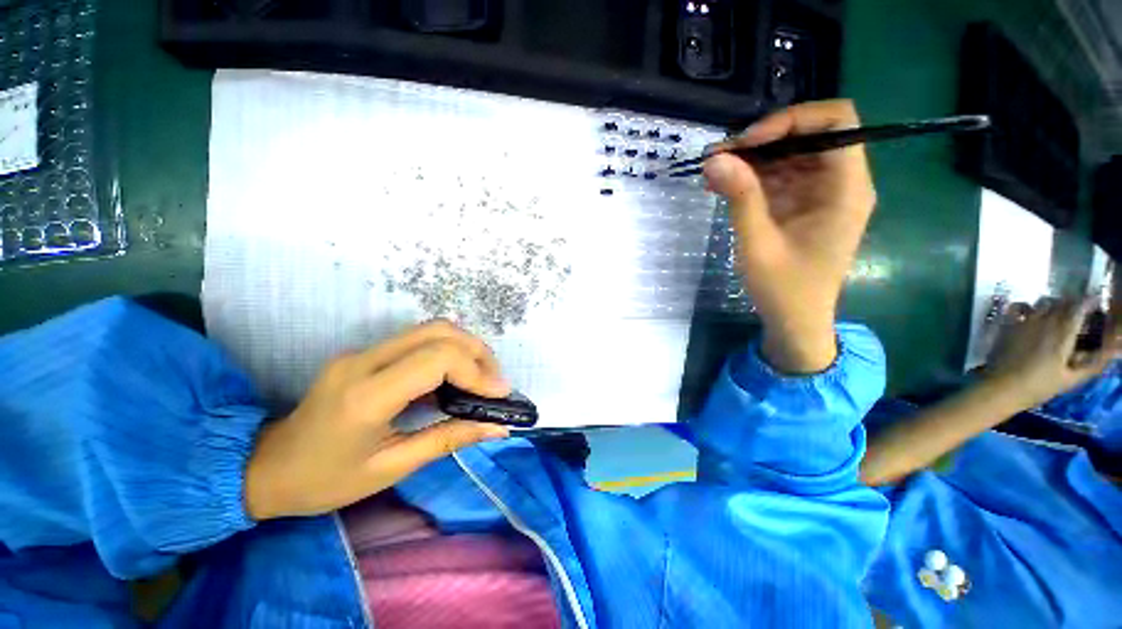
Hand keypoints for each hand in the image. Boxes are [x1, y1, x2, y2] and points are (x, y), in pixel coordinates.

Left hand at [244, 320, 511, 520]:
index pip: (437, 358)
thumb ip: (449, 439)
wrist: (265, 467)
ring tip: (482, 378)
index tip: (499, 394)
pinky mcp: (366, 352)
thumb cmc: (324, 481)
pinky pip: (419, 340)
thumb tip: (497, 427)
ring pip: (431, 329)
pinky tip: (457, 377)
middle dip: (478, 352)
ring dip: (466, 348)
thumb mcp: (391, 469)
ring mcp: (363, 351)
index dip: (477, 371)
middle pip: (439, 331)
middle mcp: (365, 361)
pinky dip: (449, 352)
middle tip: (495, 382)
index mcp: (367, 395)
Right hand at [703, 100, 875, 372]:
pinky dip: (752, 177)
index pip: (835, 122)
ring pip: (791, 155)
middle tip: (718, 157)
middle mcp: (841, 183)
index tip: (748, 143)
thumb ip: (740, 197)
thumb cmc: (783, 288)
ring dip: (752, 159)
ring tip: (713, 172)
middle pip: (809, 135)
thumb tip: (714, 158)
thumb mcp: (758, 243)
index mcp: (846, 189)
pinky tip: (723, 185)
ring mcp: (823, 194)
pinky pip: (781, 177)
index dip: (791, 121)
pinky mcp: (805, 205)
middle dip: (762, 141)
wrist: (796, 320)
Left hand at [984, 300, 1121, 409]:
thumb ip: (1096, 361)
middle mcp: (1044, 321)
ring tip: (1059, 315)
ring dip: (1053, 305)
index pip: (1079, 306)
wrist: (1001, 388)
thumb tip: (1119, 348)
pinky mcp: (1007, 325)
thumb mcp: (1073, 378)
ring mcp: (1023, 321)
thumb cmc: (1040, 386)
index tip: (1097, 304)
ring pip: (1043, 302)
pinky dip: (1028, 306)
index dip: (1090, 301)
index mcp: (1062, 332)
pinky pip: (1018, 307)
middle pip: (1062, 302)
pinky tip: (1031, 314)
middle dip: (1073, 304)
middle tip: (1080, 313)